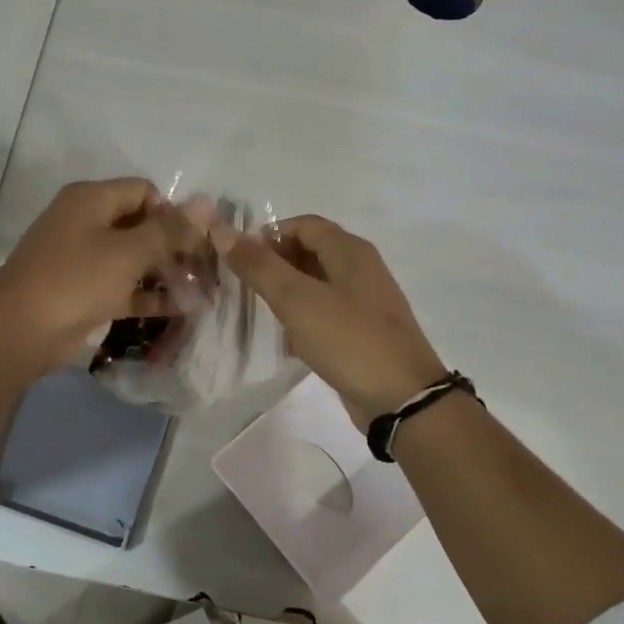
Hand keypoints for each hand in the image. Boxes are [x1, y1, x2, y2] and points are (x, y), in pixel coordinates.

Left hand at [0, 178, 195, 376]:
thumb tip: (206, 204)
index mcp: (91, 199)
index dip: (173, 212)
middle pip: (141, 225)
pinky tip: (183, 309)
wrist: (21, 331)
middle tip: (206, 269)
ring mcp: (84, 260)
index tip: (197, 240)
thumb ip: (169, 230)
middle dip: (175, 246)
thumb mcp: (129, 252)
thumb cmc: (76, 279)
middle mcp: (86, 223)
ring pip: (134, 260)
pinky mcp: (85, 293)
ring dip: (166, 274)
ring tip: (203, 292)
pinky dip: (150, 297)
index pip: (144, 192)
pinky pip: (125, 288)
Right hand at [213, 215, 447, 427]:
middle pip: (311, 251)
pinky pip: (326, 313)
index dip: (269, 235)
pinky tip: (286, 340)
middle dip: (275, 263)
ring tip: (258, 312)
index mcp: (350, 251)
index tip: (240, 260)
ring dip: (287, 293)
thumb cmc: (348, 339)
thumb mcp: (297, 299)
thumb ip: (258, 265)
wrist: (401, 398)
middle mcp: (361, 269)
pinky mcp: (363, 332)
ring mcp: (364, 302)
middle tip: (244, 286)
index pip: (303, 224)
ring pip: (317, 285)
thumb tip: (221, 230)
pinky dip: (303, 318)